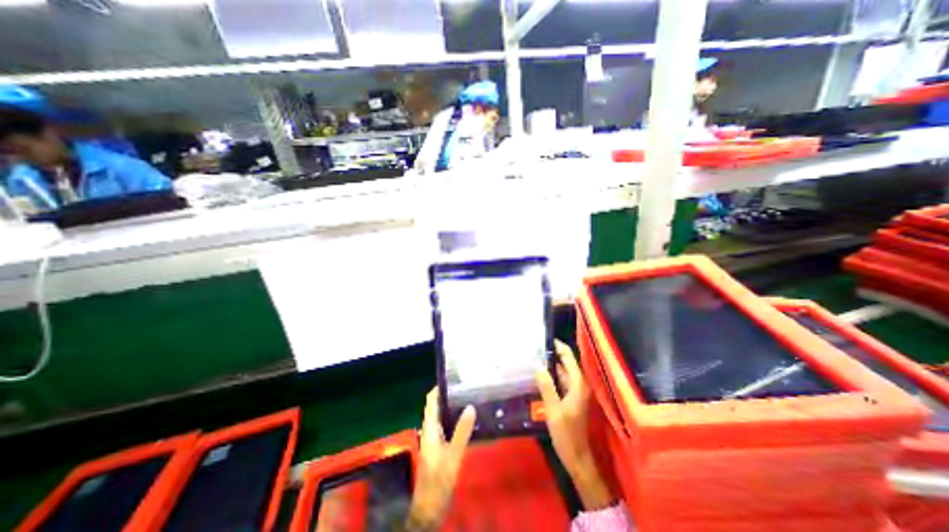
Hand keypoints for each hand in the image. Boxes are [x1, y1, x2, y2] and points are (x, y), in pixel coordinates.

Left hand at [403, 389, 474, 529]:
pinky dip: (455, 419)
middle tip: (466, 387)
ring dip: (452, 407)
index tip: (453, 378)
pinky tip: (468, 420)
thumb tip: (470, 406)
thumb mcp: (453, 454)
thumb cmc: (439, 478)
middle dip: (448, 395)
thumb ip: (462, 431)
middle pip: (437, 406)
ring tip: (469, 398)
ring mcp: (434, 439)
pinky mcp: (439, 447)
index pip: (431, 401)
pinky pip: (447, 426)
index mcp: (429, 428)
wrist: (430, 506)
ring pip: (442, 416)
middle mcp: (430, 430)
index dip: (438, 388)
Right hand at [533, 341, 616, 511]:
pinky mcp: (569, 398)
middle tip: (535, 346)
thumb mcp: (553, 409)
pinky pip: (560, 381)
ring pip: (562, 372)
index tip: (544, 338)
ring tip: (534, 356)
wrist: (576, 456)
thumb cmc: (566, 433)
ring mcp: (574, 391)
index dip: (558, 346)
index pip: (569, 358)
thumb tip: (538, 365)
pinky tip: (539, 374)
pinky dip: (551, 376)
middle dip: (552, 354)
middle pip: (566, 363)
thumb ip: (546, 387)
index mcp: (578, 384)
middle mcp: (579, 385)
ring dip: (550, 365)